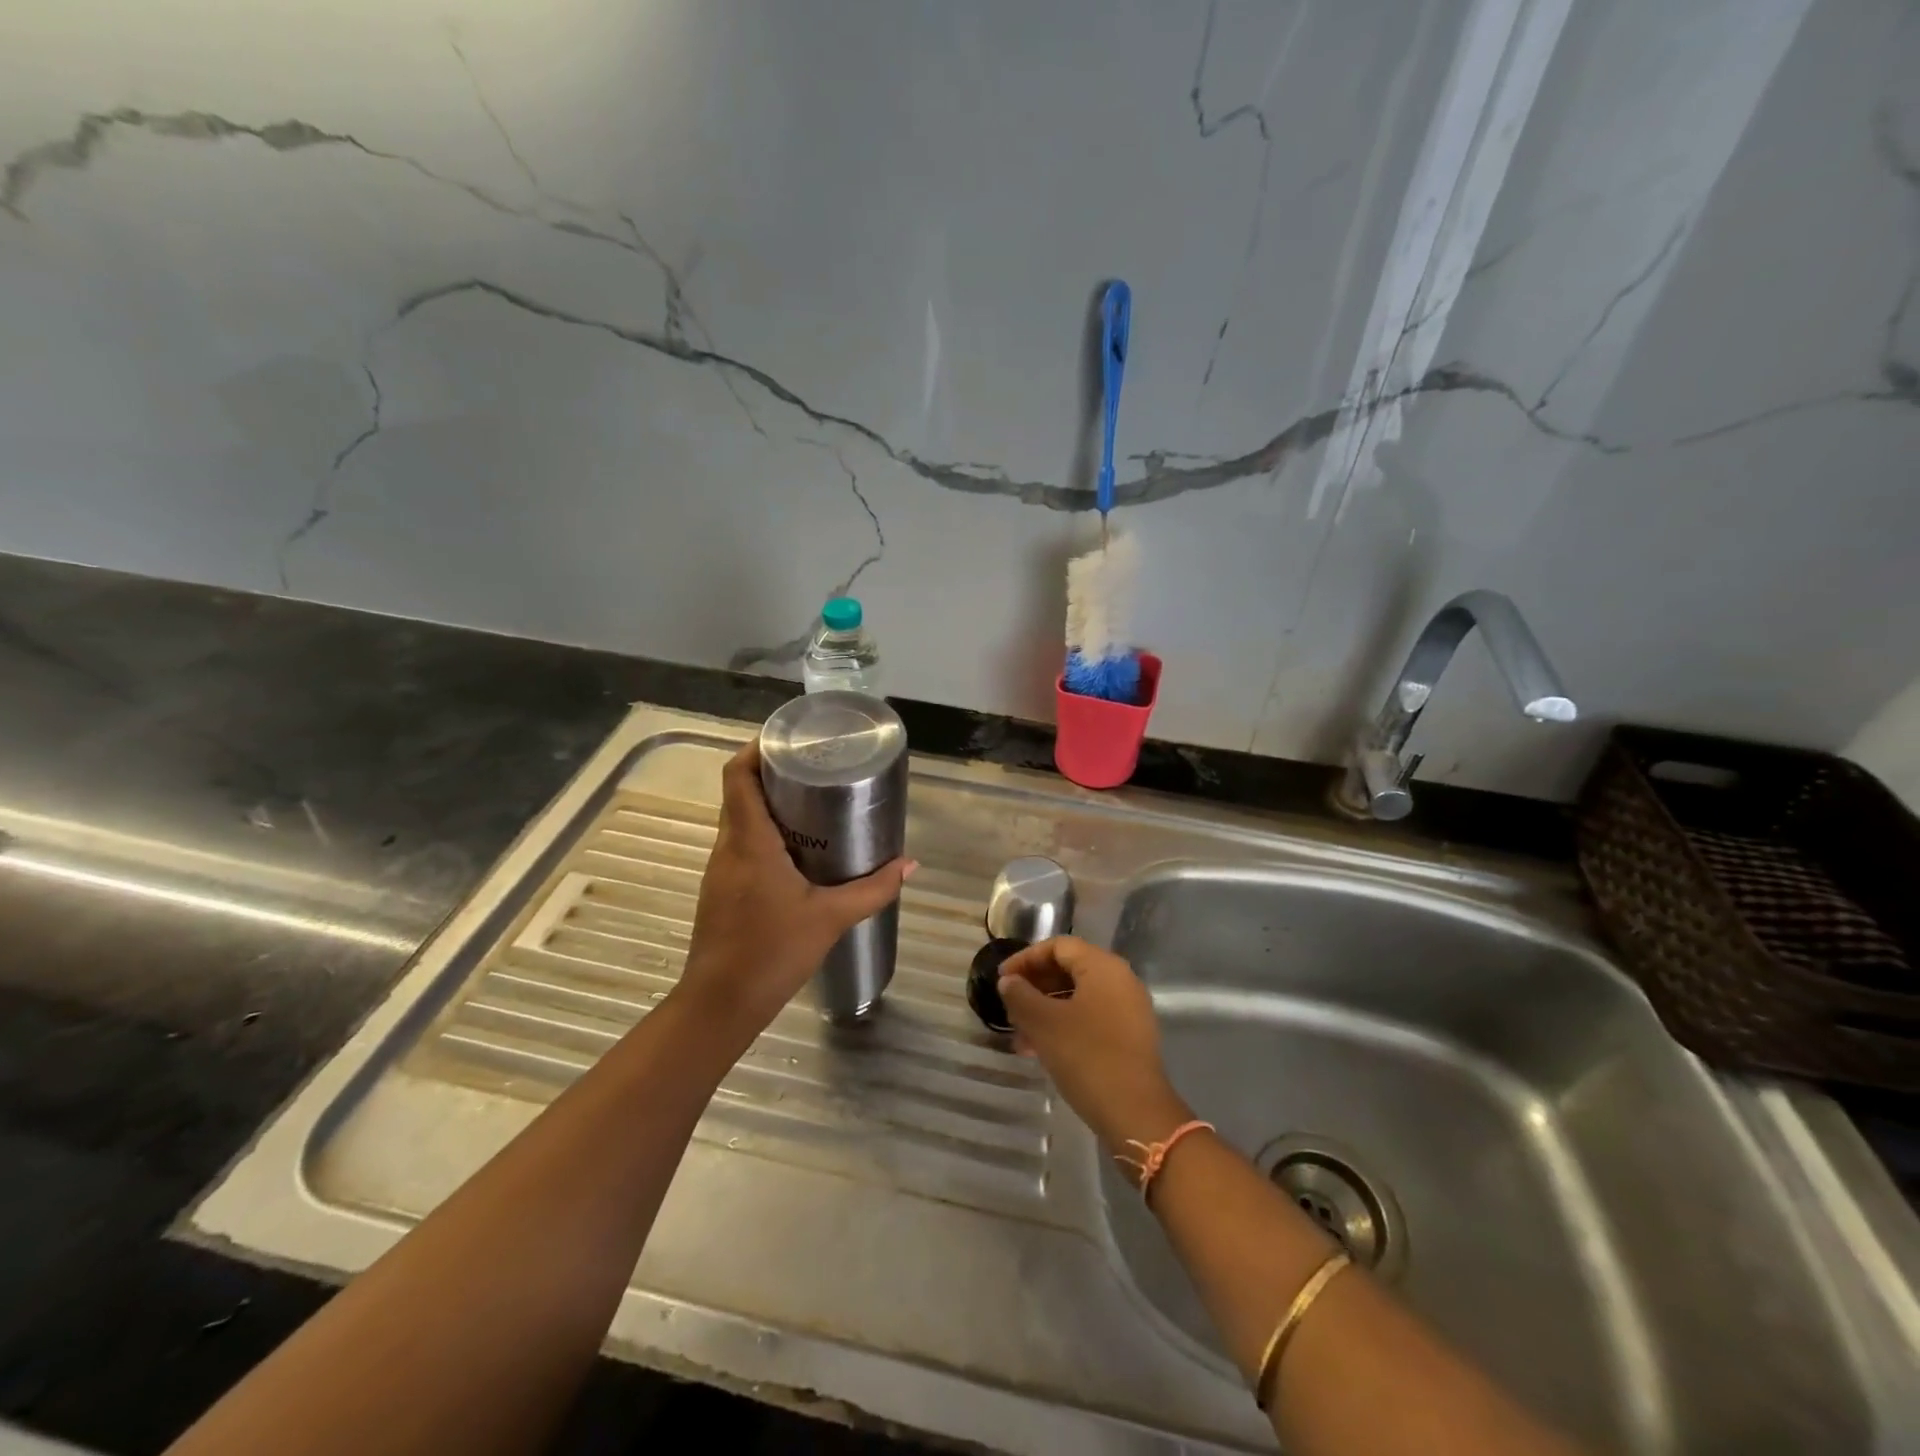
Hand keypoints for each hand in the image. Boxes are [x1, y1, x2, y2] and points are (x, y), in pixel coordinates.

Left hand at [675, 741, 914, 1041]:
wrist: (719, 1004)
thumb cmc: (772, 953)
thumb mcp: (831, 918)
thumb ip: (873, 889)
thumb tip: (910, 864)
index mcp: (750, 842)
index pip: (738, 776)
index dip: (757, 749)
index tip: (789, 740)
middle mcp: (727, 847)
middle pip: (739, 792)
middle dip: (772, 773)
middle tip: (815, 768)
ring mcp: (719, 869)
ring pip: (739, 819)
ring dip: (768, 804)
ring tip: (813, 802)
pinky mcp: (721, 889)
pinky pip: (740, 844)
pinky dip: (764, 833)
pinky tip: (797, 850)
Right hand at [997, 937, 1191, 1153]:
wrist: (1136, 1114)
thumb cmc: (1087, 1057)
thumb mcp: (1044, 1023)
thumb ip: (1021, 996)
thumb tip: (1009, 982)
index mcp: (1103, 967)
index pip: (1058, 946)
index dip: (1025, 959)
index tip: (1001, 979)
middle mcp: (1121, 980)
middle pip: (1069, 969)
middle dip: (1035, 986)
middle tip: (1009, 1007)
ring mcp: (1129, 1010)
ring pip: (1078, 997)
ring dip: (1046, 1010)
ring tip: (1020, 1036)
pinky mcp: (1130, 1037)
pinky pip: (1090, 1018)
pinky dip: (1064, 1026)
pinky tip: (1041, 1050)